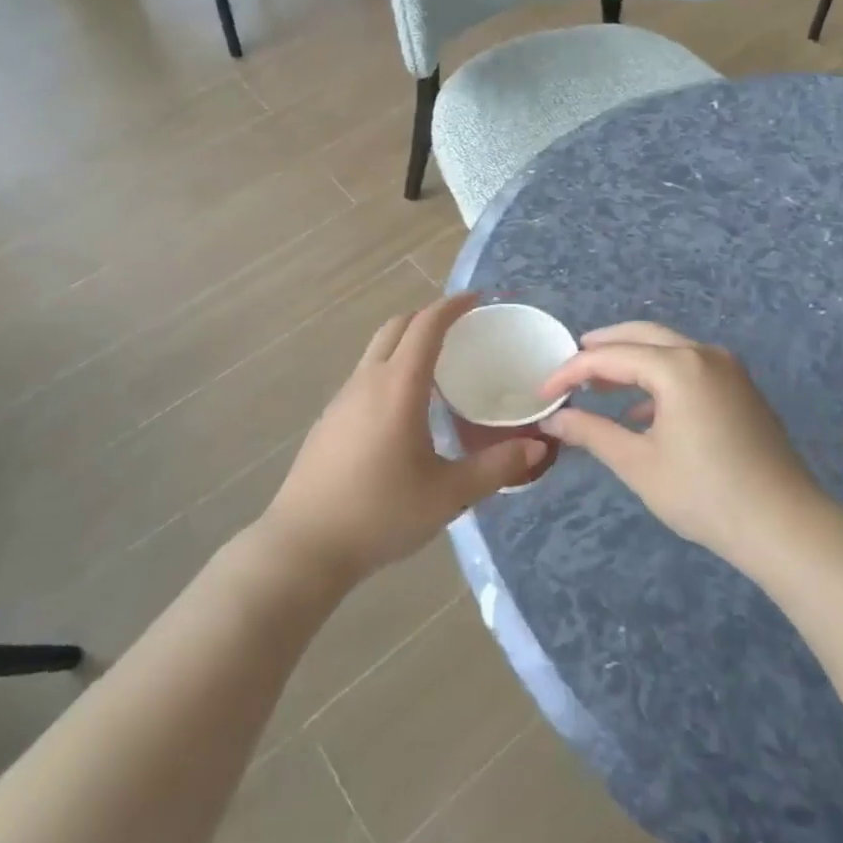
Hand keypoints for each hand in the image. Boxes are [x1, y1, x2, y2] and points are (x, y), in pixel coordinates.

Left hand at [259, 293, 552, 586]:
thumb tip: (538, 445)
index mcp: (398, 386)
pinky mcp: (329, 419)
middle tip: (461, 328)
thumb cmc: (381, 513)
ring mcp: (342, 398)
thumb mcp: (448, 494)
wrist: (305, 544)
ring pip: (376, 350)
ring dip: (406, 343)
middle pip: (396, 327)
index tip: (477, 299)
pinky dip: (389, 369)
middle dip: (428, 317)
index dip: (452, 306)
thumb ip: (496, 467)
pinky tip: (404, 408)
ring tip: (437, 367)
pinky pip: (365, 376)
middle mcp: (367, 380)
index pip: (426, 326)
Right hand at [537, 322, 831, 571]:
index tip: (544, 392)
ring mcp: (728, 369)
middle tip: (570, 366)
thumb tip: (554, 419)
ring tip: (599, 385)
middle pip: (641, 335)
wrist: (786, 526)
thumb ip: (591, 432)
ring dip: (631, 361)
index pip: (609, 356)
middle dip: (602, 348)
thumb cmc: (705, 494)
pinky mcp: (741, 389)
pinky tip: (642, 412)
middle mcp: (703, 354)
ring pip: (668, 349)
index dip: (571, 371)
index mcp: (677, 366)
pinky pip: (690, 368)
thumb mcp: (638, 464)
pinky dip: (659, 378)